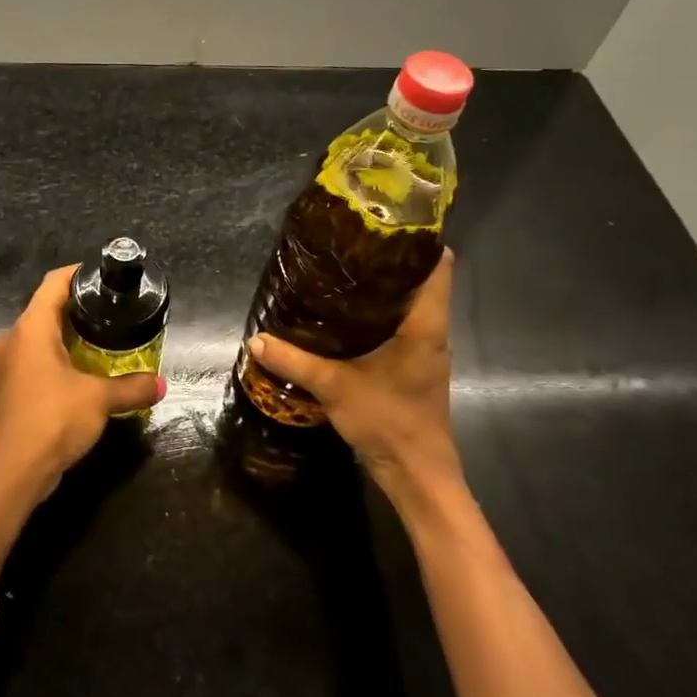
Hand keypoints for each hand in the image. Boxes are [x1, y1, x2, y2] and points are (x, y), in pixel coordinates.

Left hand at [0, 265, 164, 499]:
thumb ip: (133, 387)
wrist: (14, 471)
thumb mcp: (100, 399)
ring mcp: (9, 363)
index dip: (79, 273)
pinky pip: (37, 357)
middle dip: (80, 306)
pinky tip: (85, 369)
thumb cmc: (53, 419)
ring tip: (105, 337)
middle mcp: (14, 338)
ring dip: (69, 334)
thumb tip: (162, 383)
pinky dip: (60, 356)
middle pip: (47, 307)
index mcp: (31, 328)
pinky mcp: (11, 386)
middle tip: (114, 308)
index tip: (105, 276)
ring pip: (41, 335)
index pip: (54, 283)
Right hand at [247, 248, 460, 503]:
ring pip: (412, 303)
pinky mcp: (415, 366)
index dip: (419, 240)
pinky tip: (347, 315)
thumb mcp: (335, 387)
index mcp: (425, 325)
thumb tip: (256, 340)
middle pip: (423, 280)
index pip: (440, 266)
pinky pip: (402, 324)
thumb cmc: (388, 422)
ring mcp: (426, 349)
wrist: (416, 475)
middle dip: (391, 260)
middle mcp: (432, 331)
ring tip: (344, 270)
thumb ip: (296, 361)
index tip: (386, 221)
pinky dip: (380, 312)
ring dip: (385, 287)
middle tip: (350, 243)